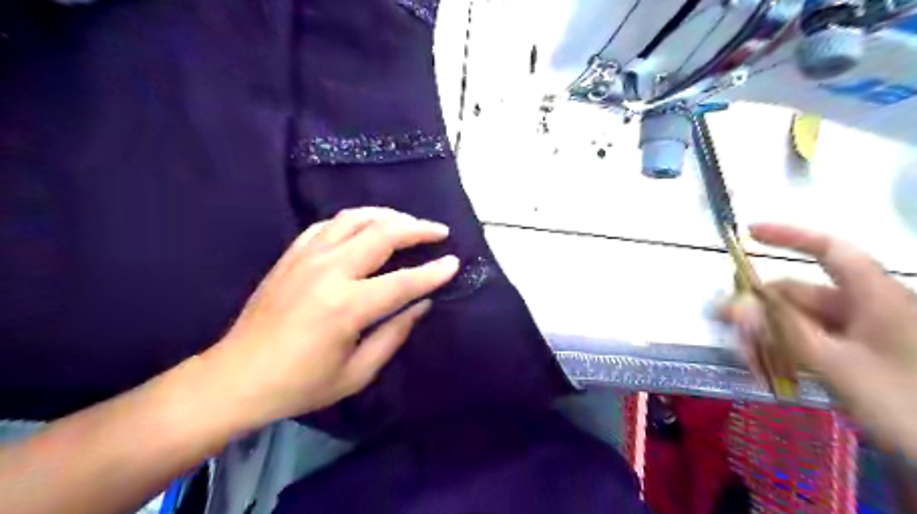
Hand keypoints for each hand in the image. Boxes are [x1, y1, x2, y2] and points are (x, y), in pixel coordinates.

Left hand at [202, 206, 457, 429]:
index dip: (433, 271)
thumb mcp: (357, 373)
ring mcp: (306, 258)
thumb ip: (394, 334)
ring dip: (387, 216)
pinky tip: (366, 227)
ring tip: (407, 222)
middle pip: (383, 235)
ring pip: (355, 219)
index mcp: (347, 307)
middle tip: (439, 231)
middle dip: (417, 229)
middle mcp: (329, 272)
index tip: (454, 262)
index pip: (404, 281)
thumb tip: (422, 304)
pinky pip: (327, 224)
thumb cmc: (300, 384)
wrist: (235, 378)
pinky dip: (354, 220)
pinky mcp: (291, 255)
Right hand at [719, 223, 915, 455]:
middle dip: (759, 306)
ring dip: (766, 334)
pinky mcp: (854, 356)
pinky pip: (809, 343)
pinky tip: (766, 368)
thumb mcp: (836, 365)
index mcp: (873, 296)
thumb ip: (783, 332)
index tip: (749, 233)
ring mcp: (859, 334)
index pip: (829, 250)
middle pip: (800, 293)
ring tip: (744, 357)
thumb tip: (736, 304)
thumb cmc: (905, 403)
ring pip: (799, 321)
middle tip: (720, 321)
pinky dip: (784, 351)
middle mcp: (864, 307)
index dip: (789, 236)